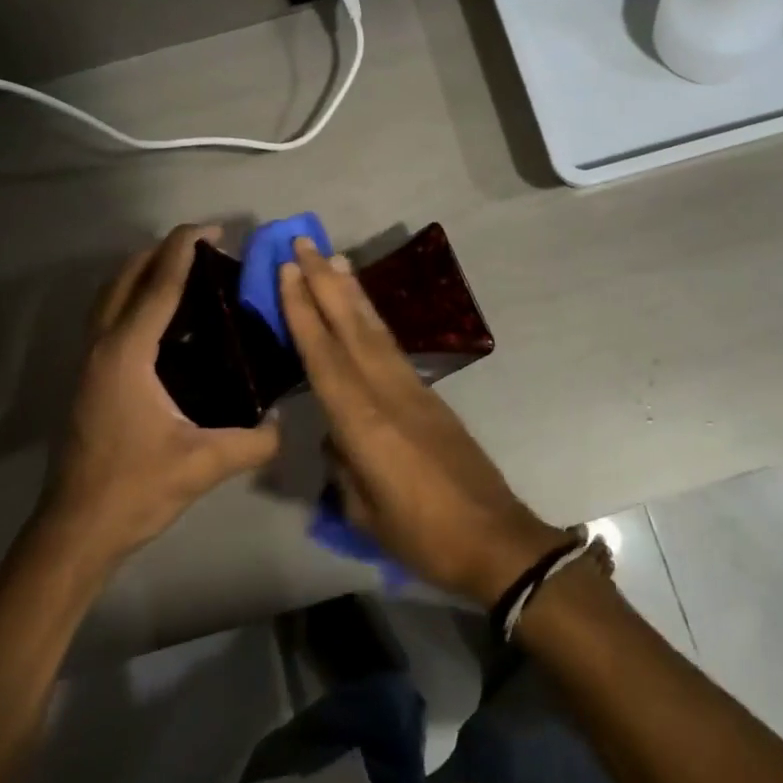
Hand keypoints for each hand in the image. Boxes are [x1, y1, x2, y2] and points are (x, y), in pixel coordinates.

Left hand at [40, 226, 281, 563]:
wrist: (75, 531)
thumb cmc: (135, 489)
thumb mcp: (204, 464)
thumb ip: (254, 441)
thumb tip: (286, 424)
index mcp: (127, 354)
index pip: (158, 286)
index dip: (184, 250)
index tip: (212, 228)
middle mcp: (102, 346)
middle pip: (126, 278)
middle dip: (162, 252)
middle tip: (203, 246)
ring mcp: (88, 362)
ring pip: (110, 296)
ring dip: (143, 272)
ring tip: (184, 271)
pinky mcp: (87, 378)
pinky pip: (109, 317)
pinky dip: (133, 298)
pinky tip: (165, 320)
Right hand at [278, 238, 568, 603]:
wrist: (495, 539)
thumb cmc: (423, 536)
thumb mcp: (365, 511)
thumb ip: (344, 464)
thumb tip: (336, 435)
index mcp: (364, 422)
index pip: (324, 356)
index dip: (303, 311)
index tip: (288, 270)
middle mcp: (388, 392)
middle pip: (351, 327)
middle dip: (325, 282)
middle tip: (305, 243)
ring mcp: (414, 390)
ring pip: (375, 330)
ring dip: (352, 292)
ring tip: (335, 258)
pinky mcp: (430, 396)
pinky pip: (391, 348)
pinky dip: (373, 321)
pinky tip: (363, 311)